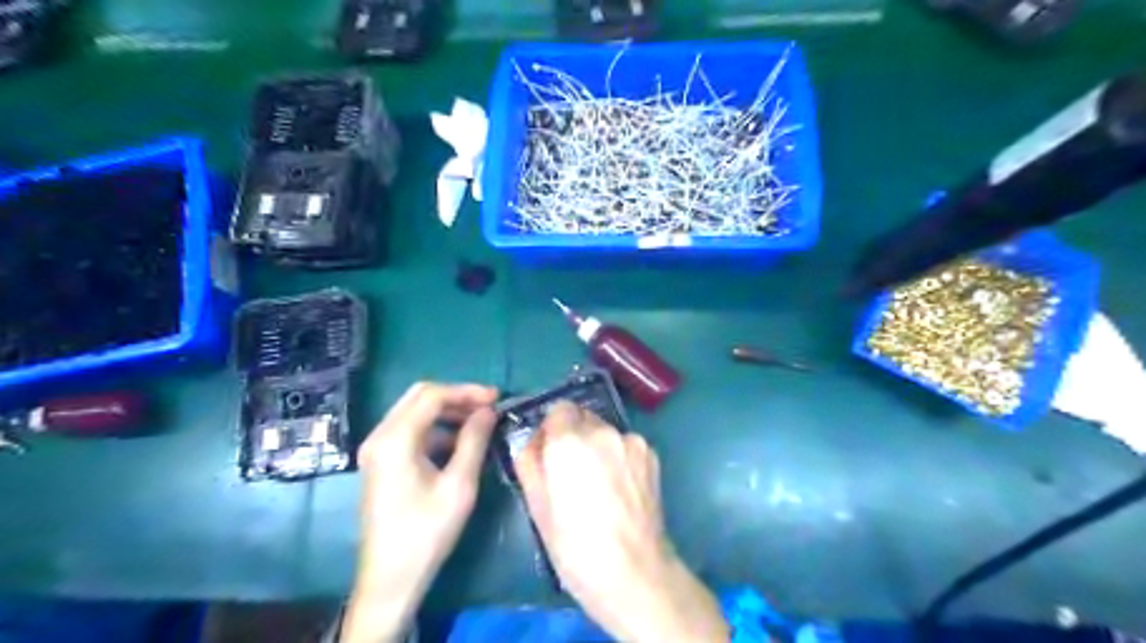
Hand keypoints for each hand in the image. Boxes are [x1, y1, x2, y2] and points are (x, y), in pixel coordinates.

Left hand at [344, 381, 496, 642]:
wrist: (390, 578)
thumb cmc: (427, 532)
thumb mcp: (459, 485)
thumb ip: (474, 441)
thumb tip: (488, 411)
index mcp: (395, 439)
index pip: (433, 395)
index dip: (467, 391)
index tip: (497, 398)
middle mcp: (380, 436)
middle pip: (420, 397)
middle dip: (457, 397)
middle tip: (488, 407)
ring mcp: (376, 449)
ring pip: (414, 412)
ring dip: (447, 412)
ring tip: (479, 424)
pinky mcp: (380, 462)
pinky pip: (410, 431)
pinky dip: (436, 429)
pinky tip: (459, 444)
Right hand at [519, 401, 729, 642]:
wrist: (635, 573)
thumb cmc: (575, 547)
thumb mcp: (537, 507)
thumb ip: (529, 461)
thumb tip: (533, 440)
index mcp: (569, 441)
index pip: (558, 409)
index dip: (552, 431)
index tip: (550, 455)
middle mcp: (602, 430)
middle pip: (582, 417)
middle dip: (574, 436)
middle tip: (572, 473)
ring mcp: (631, 441)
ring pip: (605, 431)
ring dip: (597, 447)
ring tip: (599, 485)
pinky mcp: (651, 454)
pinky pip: (625, 445)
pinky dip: (618, 457)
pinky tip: (619, 488)